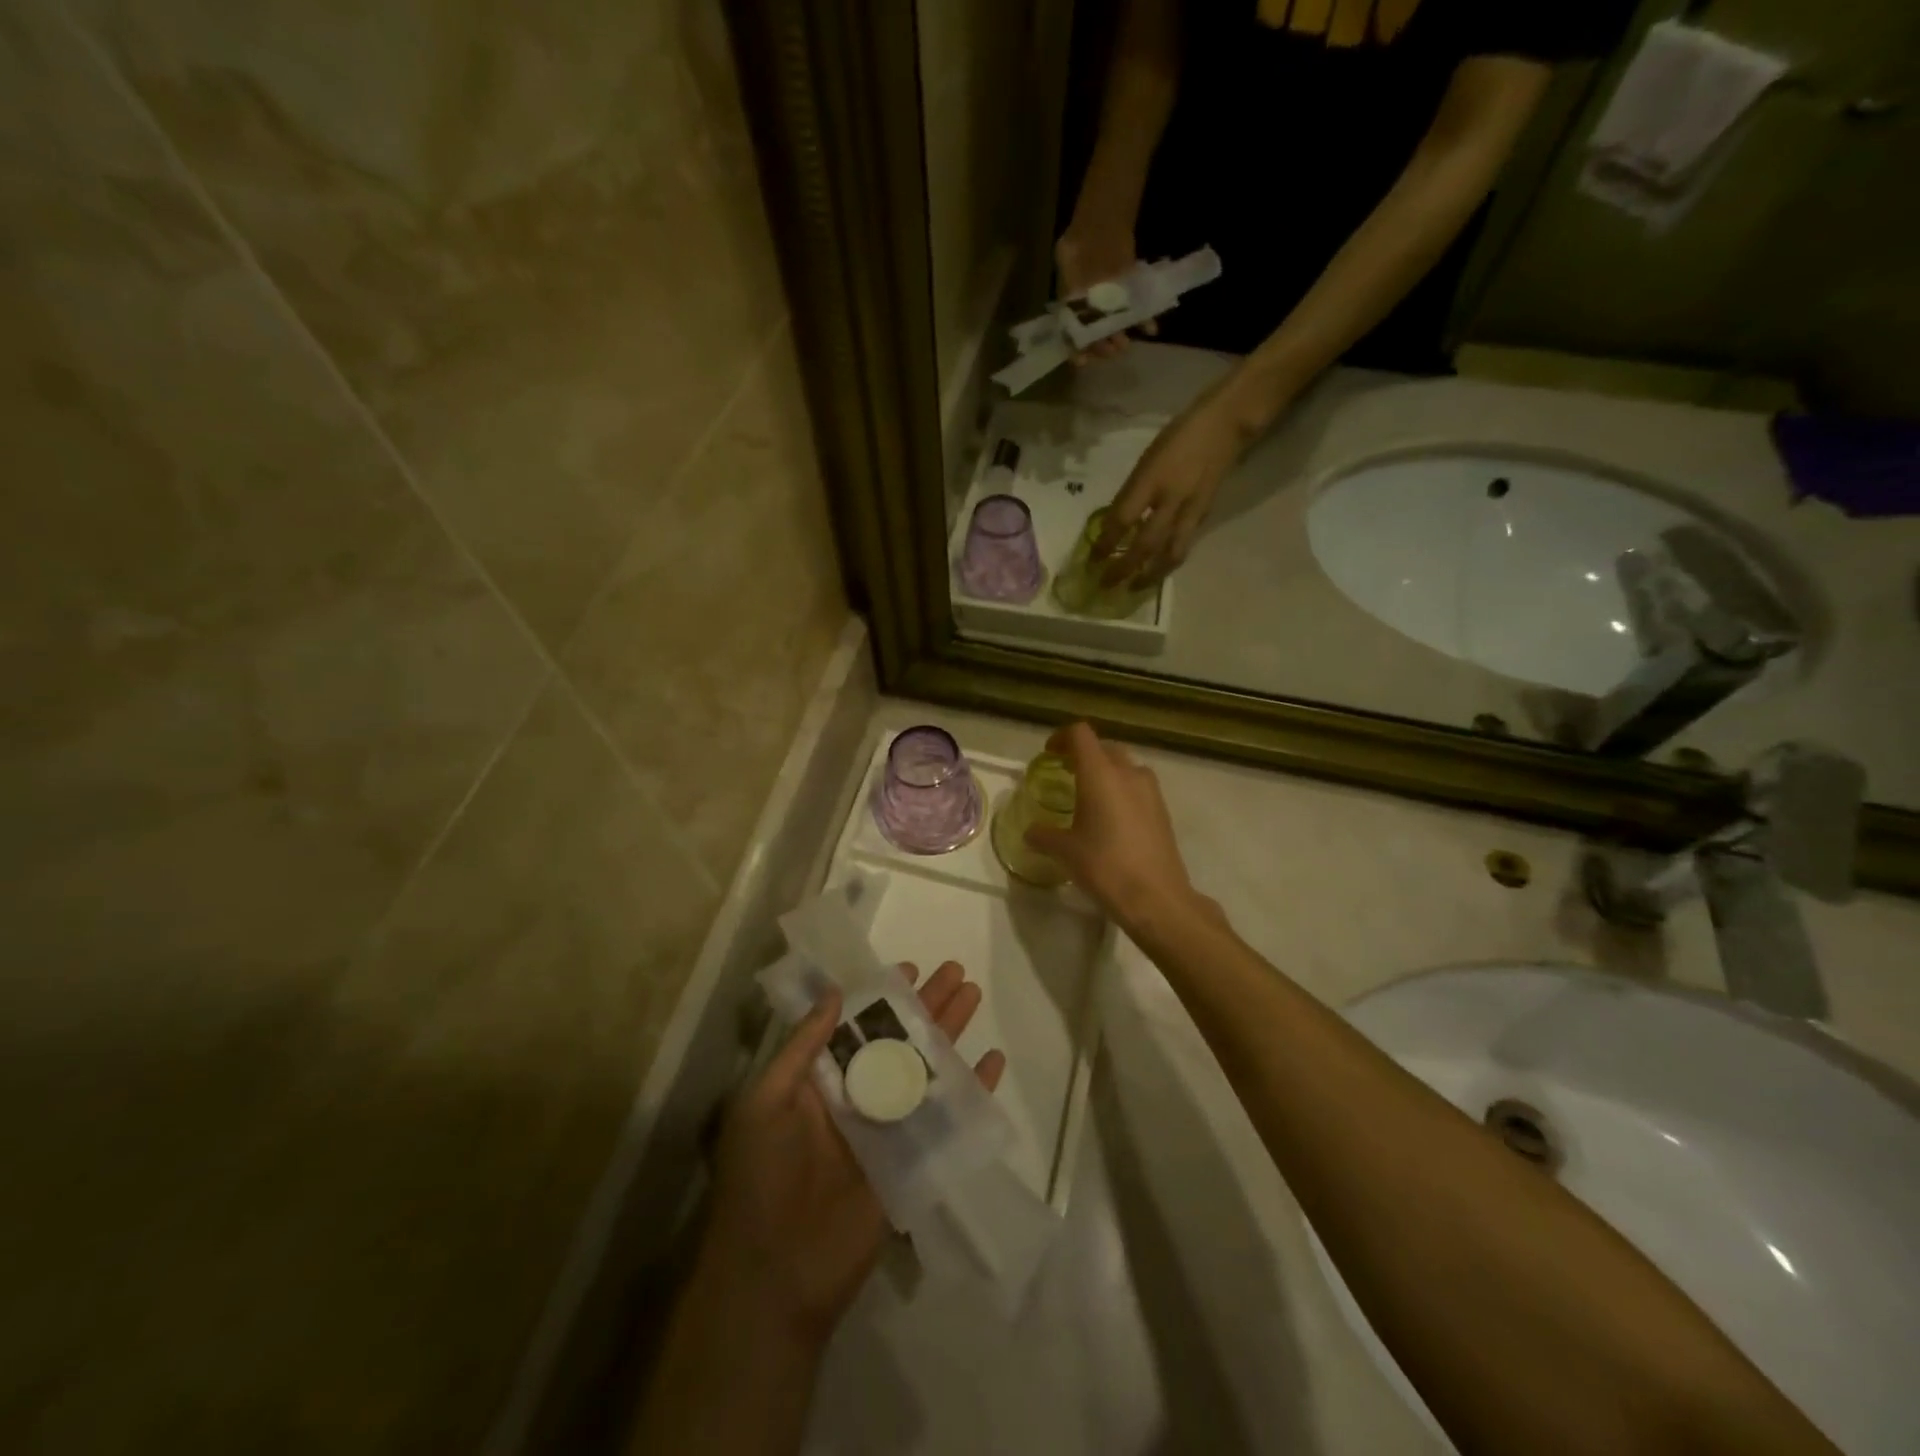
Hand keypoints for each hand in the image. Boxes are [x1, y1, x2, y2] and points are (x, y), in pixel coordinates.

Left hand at [698, 961, 1005, 1346]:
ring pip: (925, 1068)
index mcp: (819, 1081)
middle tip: (956, 971)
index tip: (907, 968)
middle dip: (926, 1005)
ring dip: (950, 1033)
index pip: (856, 1026)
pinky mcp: (913, 1159)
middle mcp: (856, 1097)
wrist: (777, 1274)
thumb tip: (835, 994)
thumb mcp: (765, 1101)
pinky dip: (972, 1089)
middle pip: (898, 1040)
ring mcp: (887, 1127)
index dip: (880, 997)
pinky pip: (946, 1116)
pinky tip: (993, 1062)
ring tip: (974, 995)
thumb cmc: (761, 1177)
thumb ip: (802, 1048)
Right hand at [1025, 722, 1218, 933]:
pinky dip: (1122, 791)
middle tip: (1066, 773)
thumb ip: (1044, 835)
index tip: (1049, 753)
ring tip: (1090, 796)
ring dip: (1106, 772)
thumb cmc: (1104, 866)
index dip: (1062, 737)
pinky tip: (1111, 819)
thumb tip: (1030, 832)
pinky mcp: (1162, 810)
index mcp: (1100, 773)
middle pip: (1104, 747)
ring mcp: (1150, 790)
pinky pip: (1138, 787)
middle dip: (1084, 754)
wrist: (1156, 897)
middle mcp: (1128, 773)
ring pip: (1125, 766)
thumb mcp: (1065, 851)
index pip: (1080, 734)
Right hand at [1056, 226, 1156, 362]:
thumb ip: (1069, 284)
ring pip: (1114, 328)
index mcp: (1071, 308)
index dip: (1076, 350)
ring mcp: (1110, 306)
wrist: (1101, 224)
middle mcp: (1089, 312)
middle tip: (1110, 350)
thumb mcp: (1066, 260)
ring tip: (1125, 345)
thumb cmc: (1078, 243)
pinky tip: (1150, 329)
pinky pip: (1137, 313)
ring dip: (1120, 338)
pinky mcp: (1129, 298)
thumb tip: (1073, 305)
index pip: (1072, 336)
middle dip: (1102, 346)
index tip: (1083, 360)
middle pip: (1095, 336)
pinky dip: (1145, 321)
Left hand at [1096, 389, 1249, 586]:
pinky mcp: (1204, 515)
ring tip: (1135, 588)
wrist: (1225, 425)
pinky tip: (1157, 569)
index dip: (1106, 542)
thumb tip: (1115, 522)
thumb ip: (1133, 492)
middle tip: (1107, 584)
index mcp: (1151, 480)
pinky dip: (1168, 561)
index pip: (1122, 519)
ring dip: (1150, 575)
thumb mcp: (1146, 460)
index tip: (1093, 559)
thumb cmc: (1178, 436)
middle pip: (1145, 544)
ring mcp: (1191, 510)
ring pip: (1169, 553)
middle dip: (1124, 568)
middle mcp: (1170, 499)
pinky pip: (1183, 545)